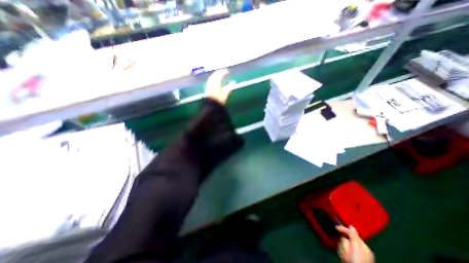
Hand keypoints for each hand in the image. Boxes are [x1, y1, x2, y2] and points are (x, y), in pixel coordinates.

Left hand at [206, 68, 236, 105]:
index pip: (219, 75)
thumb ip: (229, 87)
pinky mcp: (207, 89)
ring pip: (212, 78)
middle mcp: (211, 83)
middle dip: (219, 73)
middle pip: (215, 75)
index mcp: (215, 83)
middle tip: (224, 71)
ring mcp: (208, 86)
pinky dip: (213, 79)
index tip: (228, 71)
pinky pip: (210, 81)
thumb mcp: (225, 94)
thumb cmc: (218, 100)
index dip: (223, 72)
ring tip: (219, 75)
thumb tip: (234, 82)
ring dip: (216, 75)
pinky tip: (215, 81)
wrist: (210, 107)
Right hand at [337, 225, 374, 262]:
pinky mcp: (347, 257)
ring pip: (342, 244)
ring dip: (342, 249)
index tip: (336, 227)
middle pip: (345, 239)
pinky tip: (344, 258)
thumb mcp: (357, 248)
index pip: (351, 233)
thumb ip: (354, 236)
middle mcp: (358, 249)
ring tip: (346, 257)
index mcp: (363, 247)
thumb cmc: (358, 261)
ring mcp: (352, 254)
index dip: (344, 229)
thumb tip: (351, 226)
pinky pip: (341, 250)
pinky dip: (341, 253)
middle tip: (347, 252)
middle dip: (344, 244)